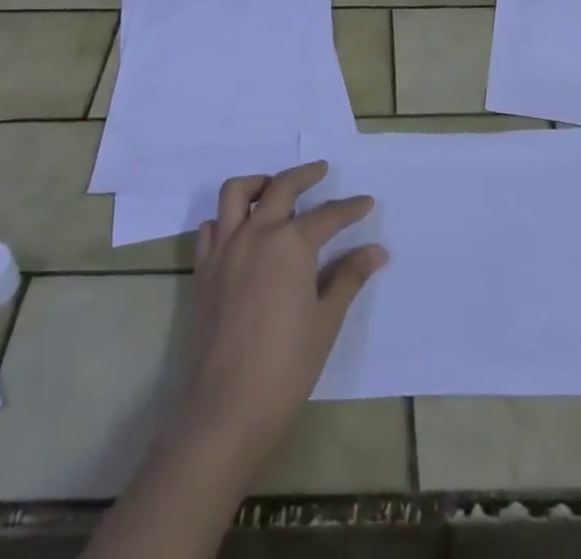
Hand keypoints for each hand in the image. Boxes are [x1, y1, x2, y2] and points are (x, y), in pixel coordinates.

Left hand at [173, 161, 387, 477]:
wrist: (226, 407)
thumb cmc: (286, 366)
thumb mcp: (326, 321)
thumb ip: (349, 278)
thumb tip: (376, 251)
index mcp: (292, 243)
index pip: (328, 215)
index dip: (350, 208)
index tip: (366, 202)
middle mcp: (257, 233)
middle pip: (282, 186)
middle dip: (305, 175)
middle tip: (320, 171)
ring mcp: (225, 248)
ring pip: (237, 192)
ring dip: (259, 183)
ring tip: (274, 190)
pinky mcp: (203, 268)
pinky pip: (211, 227)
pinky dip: (226, 219)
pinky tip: (240, 232)